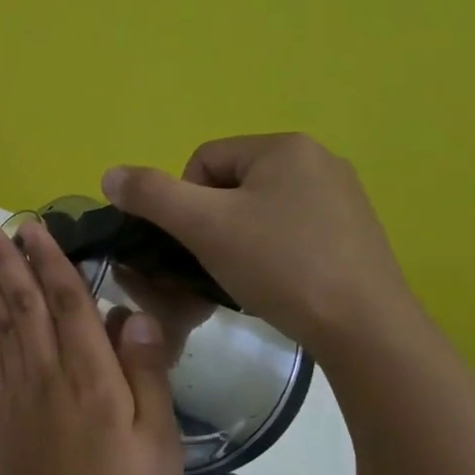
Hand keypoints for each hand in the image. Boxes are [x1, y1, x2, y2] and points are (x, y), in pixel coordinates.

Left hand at [0, 217, 183, 474]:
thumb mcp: (159, 445)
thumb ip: (145, 375)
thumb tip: (132, 315)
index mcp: (90, 378)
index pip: (68, 302)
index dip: (50, 260)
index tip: (33, 226)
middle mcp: (46, 376)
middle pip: (23, 305)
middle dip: (5, 260)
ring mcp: (17, 397)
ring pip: (0, 327)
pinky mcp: (1, 420)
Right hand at [101, 133, 418, 359]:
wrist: (364, 327)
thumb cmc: (279, 265)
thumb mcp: (204, 227)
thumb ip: (151, 195)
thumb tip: (110, 174)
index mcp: (284, 147)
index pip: (202, 161)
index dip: (184, 203)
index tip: (197, 243)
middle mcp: (318, 160)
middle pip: (230, 185)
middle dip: (212, 223)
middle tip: (216, 262)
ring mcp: (342, 197)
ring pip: (259, 210)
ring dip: (238, 239)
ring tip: (245, 276)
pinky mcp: (354, 232)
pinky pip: (290, 230)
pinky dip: (271, 253)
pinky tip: (276, 282)